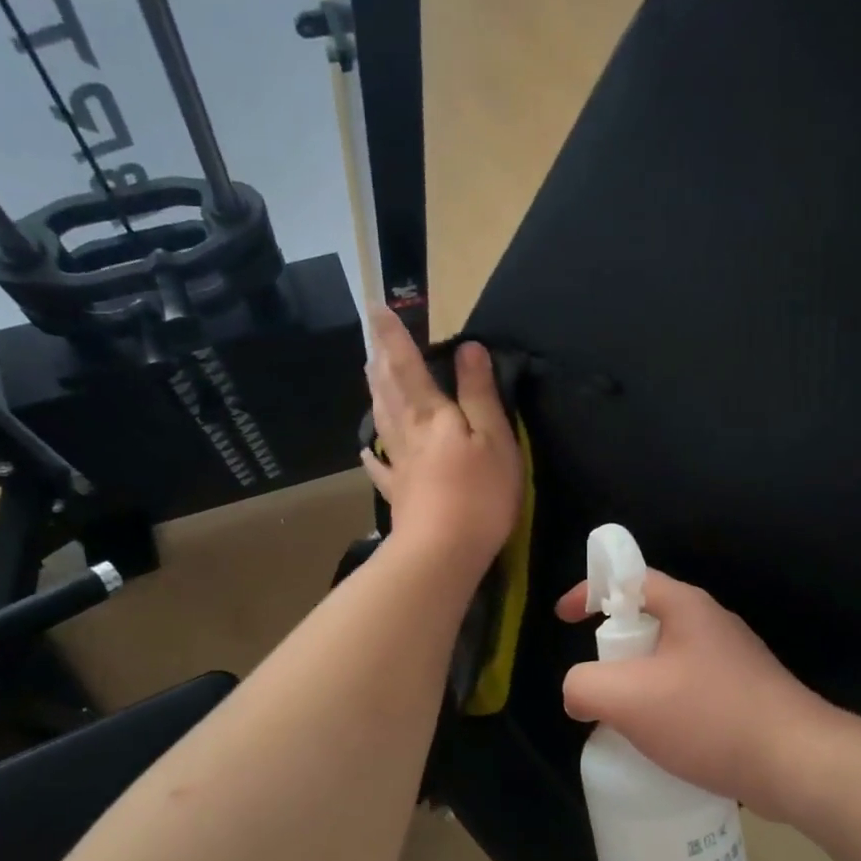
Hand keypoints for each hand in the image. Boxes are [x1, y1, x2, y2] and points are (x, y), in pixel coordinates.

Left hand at [360, 305, 521, 576]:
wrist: (443, 552)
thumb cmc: (479, 492)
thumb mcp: (493, 437)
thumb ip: (479, 393)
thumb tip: (468, 349)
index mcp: (430, 414)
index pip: (407, 364)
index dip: (392, 336)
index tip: (376, 308)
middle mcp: (407, 433)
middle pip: (388, 390)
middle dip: (381, 361)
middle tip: (372, 341)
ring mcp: (399, 465)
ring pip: (382, 421)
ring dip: (376, 394)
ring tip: (370, 377)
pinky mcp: (400, 494)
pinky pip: (381, 467)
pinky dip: (373, 455)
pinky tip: (367, 451)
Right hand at [558, 570, 837, 818]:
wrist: (799, 763)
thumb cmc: (710, 718)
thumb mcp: (628, 700)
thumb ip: (584, 686)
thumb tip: (579, 693)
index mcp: (686, 606)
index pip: (628, 578)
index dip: (590, 591)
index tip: (564, 619)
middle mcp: (711, 623)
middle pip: (646, 620)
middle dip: (614, 648)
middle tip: (599, 683)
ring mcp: (732, 658)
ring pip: (667, 659)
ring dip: (639, 682)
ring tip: (626, 720)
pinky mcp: (744, 692)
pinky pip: (689, 687)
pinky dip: (665, 705)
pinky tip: (663, 742)